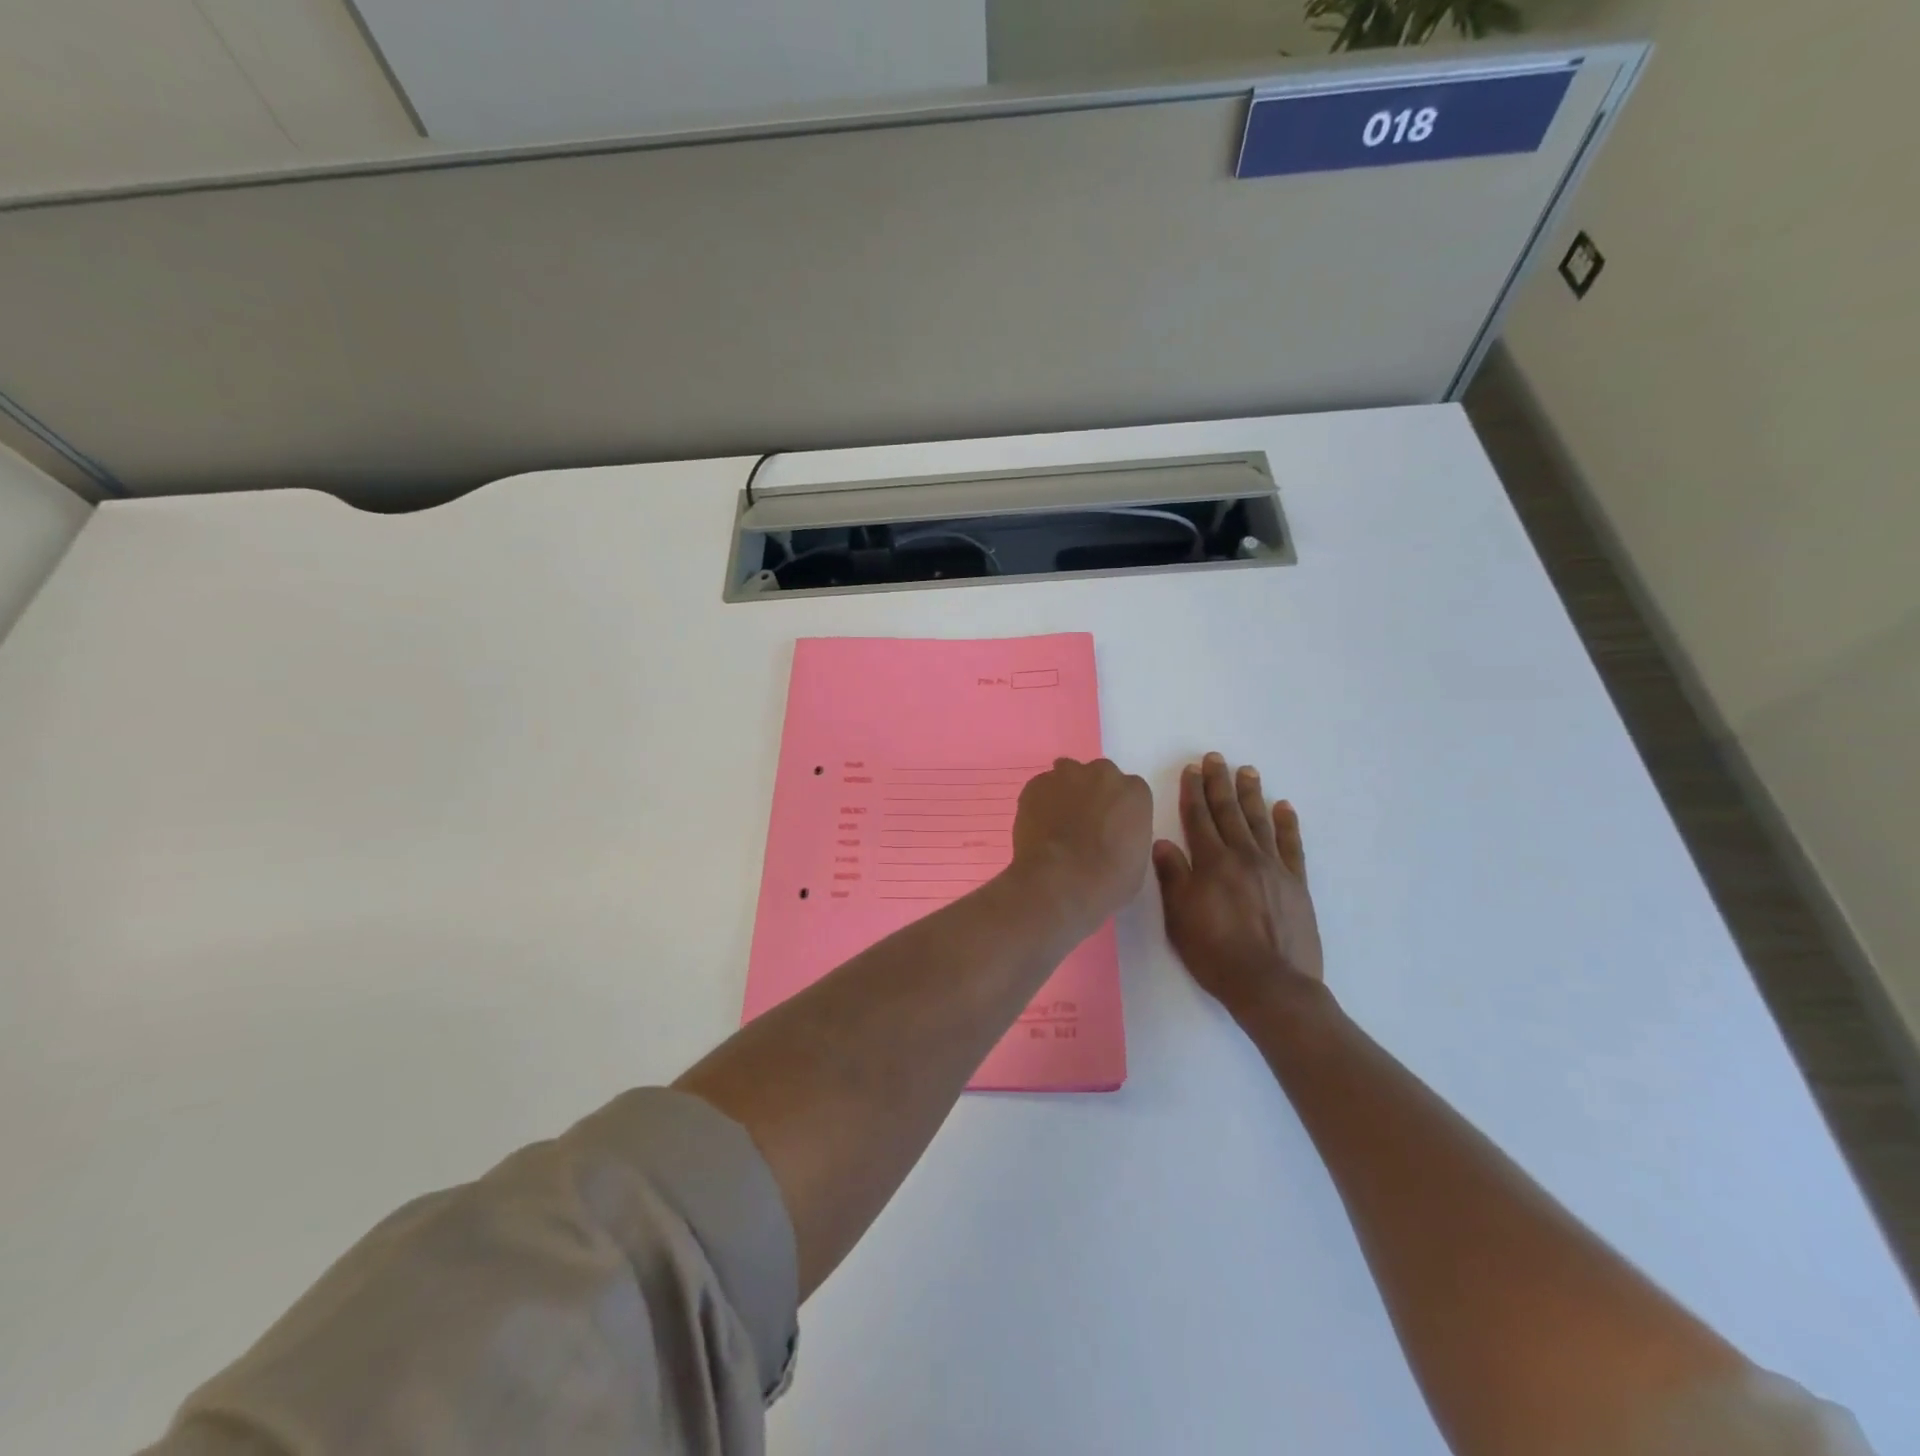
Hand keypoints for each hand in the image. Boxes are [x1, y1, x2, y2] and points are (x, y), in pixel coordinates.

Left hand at [1009, 757, 1153, 934]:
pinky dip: (1040, 802)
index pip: (1129, 791)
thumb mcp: (1137, 861)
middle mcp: (1102, 774)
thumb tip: (1113, 835)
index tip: (1111, 828)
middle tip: (1084, 823)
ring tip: (1058, 823)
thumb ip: (1128, 835)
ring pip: (1067, 776)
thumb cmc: (1108, 880)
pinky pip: (1041, 788)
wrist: (1059, 881)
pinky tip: (1039, 827)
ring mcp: (1066, 775)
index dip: (1118, 810)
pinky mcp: (1036, 785)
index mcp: (1134, 792)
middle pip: (1099, 776)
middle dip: (1093, 794)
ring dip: (1066, 792)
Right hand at [1152, 753, 1323, 1017]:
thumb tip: (1162, 843)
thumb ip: (1173, 878)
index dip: (1192, 792)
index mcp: (1211, 863)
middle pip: (1228, 812)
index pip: (1198, 818)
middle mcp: (1243, 857)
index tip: (1191, 770)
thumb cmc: (1215, 954)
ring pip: (1259, 822)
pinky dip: (1287, 824)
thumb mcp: (1179, 919)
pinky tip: (1284, 807)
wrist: (1271, 985)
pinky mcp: (1296, 885)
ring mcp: (1274, 869)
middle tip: (1216, 758)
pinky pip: (1291, 846)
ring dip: (1251, 794)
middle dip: (1219, 783)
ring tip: (1247, 771)